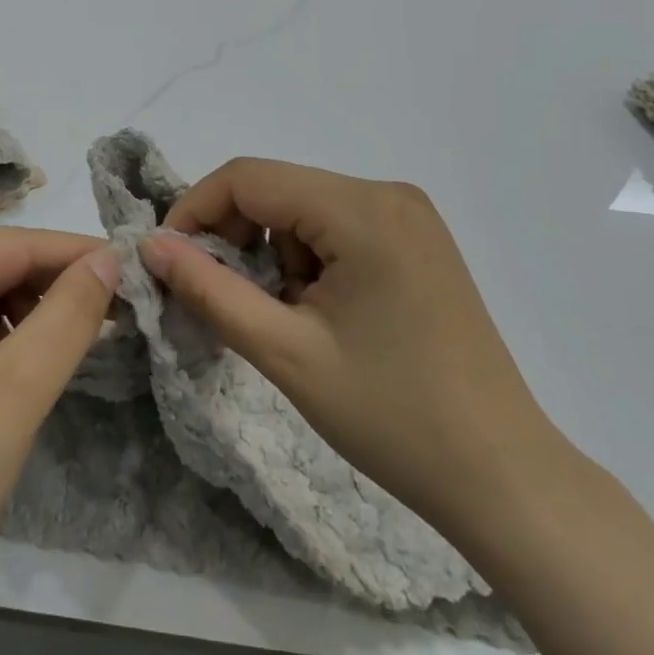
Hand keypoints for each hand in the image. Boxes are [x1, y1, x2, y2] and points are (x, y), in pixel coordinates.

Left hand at [0, 227, 118, 604]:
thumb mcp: (16, 388)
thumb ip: (69, 314)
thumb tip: (109, 258)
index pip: (6, 246)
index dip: (72, 254)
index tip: (130, 265)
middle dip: (47, 288)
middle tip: (113, 309)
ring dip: (23, 316)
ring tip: (70, 343)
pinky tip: (21, 367)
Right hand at [140, 159, 559, 534]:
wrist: (503, 477)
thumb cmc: (392, 417)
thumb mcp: (285, 353)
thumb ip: (209, 290)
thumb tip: (150, 246)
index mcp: (361, 209)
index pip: (249, 177)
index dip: (195, 210)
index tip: (169, 261)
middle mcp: (387, 193)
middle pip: (278, 189)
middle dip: (235, 237)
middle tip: (221, 298)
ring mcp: (409, 215)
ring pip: (303, 209)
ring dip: (273, 254)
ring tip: (284, 320)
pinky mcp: (417, 240)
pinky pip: (336, 227)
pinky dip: (308, 260)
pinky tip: (320, 314)